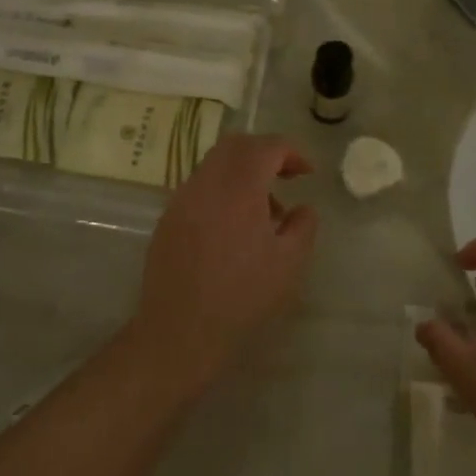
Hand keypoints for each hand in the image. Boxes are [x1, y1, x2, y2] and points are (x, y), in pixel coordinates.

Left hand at [132, 134, 318, 388]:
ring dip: (242, 173)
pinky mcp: (168, 218)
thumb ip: (303, 226)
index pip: (267, 147)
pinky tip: (233, 228)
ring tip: (263, 212)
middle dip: (265, 153)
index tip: (307, 173)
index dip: (292, 152)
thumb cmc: (242, 296)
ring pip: (215, 165)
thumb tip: (303, 208)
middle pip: (236, 145)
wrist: (180, 330)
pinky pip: (199, 188)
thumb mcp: (289, 264)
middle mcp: (206, 183)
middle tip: (286, 177)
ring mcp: (182, 199)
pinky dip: (222, 191)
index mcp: (239, 187)